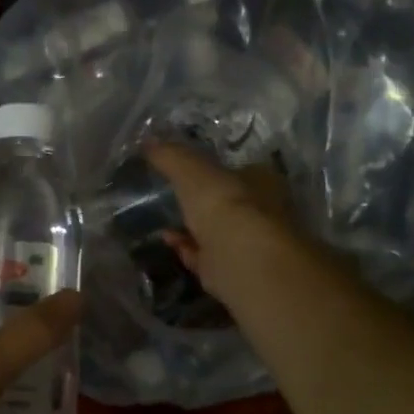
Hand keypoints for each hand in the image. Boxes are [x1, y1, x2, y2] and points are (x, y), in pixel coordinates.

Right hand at [144, 143, 299, 303]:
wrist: (243, 259)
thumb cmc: (224, 203)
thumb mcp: (190, 170)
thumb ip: (170, 156)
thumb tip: (148, 141)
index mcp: (263, 181)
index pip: (240, 170)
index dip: (215, 171)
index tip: (188, 173)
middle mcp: (265, 212)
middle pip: (230, 204)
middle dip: (202, 204)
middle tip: (173, 199)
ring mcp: (251, 245)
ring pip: (217, 233)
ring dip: (191, 229)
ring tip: (164, 223)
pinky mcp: (236, 271)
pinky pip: (207, 258)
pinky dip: (187, 250)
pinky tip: (169, 242)